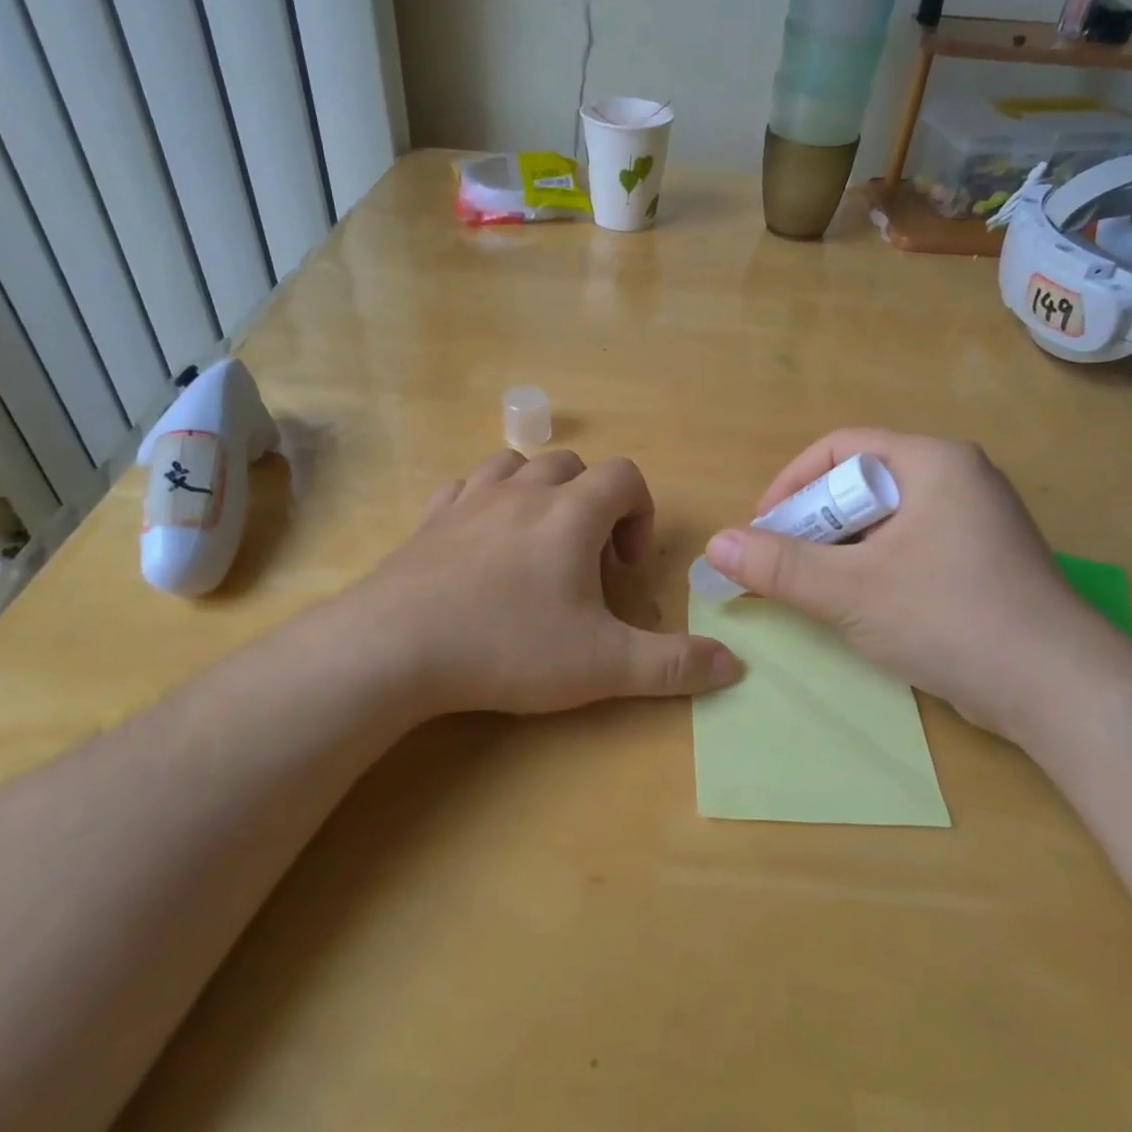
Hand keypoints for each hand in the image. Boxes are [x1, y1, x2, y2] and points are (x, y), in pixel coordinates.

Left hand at [348, 448, 740, 717]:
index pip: (625, 477)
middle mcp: (523, 491)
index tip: (625, 568)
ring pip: (517, 466)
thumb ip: (674, 665)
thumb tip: (736, 667)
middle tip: (584, 562)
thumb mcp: (603, 665)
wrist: (395, 648)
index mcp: (571, 512)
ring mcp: (470, 499)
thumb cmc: (509, 646)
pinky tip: (482, 545)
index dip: (640, 514)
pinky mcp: (428, 519)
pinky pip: (466, 487)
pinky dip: (486, 503)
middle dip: (591, 503)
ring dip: (539, 494)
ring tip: (537, 545)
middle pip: (572, 465)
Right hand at [700, 429, 1131, 735]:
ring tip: (813, 589)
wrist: (1058, 690)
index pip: (842, 448)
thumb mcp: (850, 590)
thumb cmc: (949, 617)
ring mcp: (976, 522)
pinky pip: (909, 548)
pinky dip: (874, 568)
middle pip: (862, 484)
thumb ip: (778, 566)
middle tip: (781, 564)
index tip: (761, 528)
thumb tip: (714, 545)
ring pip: (885, 521)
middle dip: (814, 523)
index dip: (791, 483)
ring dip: (840, 550)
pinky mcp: (982, 562)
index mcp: (933, 462)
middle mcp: (958, 479)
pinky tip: (859, 606)